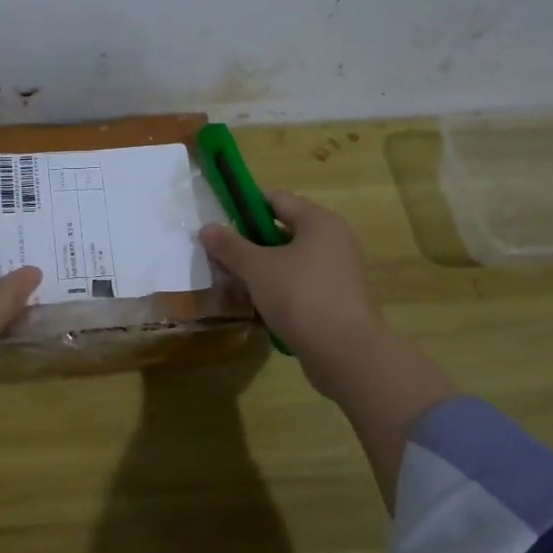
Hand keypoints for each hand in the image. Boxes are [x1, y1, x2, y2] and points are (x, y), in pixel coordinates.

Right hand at [199, 190, 384, 401]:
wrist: (346, 353)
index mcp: (319, 221)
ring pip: (291, 260)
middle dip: (250, 242)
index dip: (245, 206)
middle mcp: (334, 240)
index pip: (276, 199)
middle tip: (222, 256)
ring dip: (263, 269)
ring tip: (234, 283)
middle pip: (283, 230)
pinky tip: (258, 305)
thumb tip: (207, 228)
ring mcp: (339, 271)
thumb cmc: (300, 296)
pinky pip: (302, 284)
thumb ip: (230, 246)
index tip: (220, 222)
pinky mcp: (338, 299)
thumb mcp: (257, 268)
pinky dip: (280, 289)